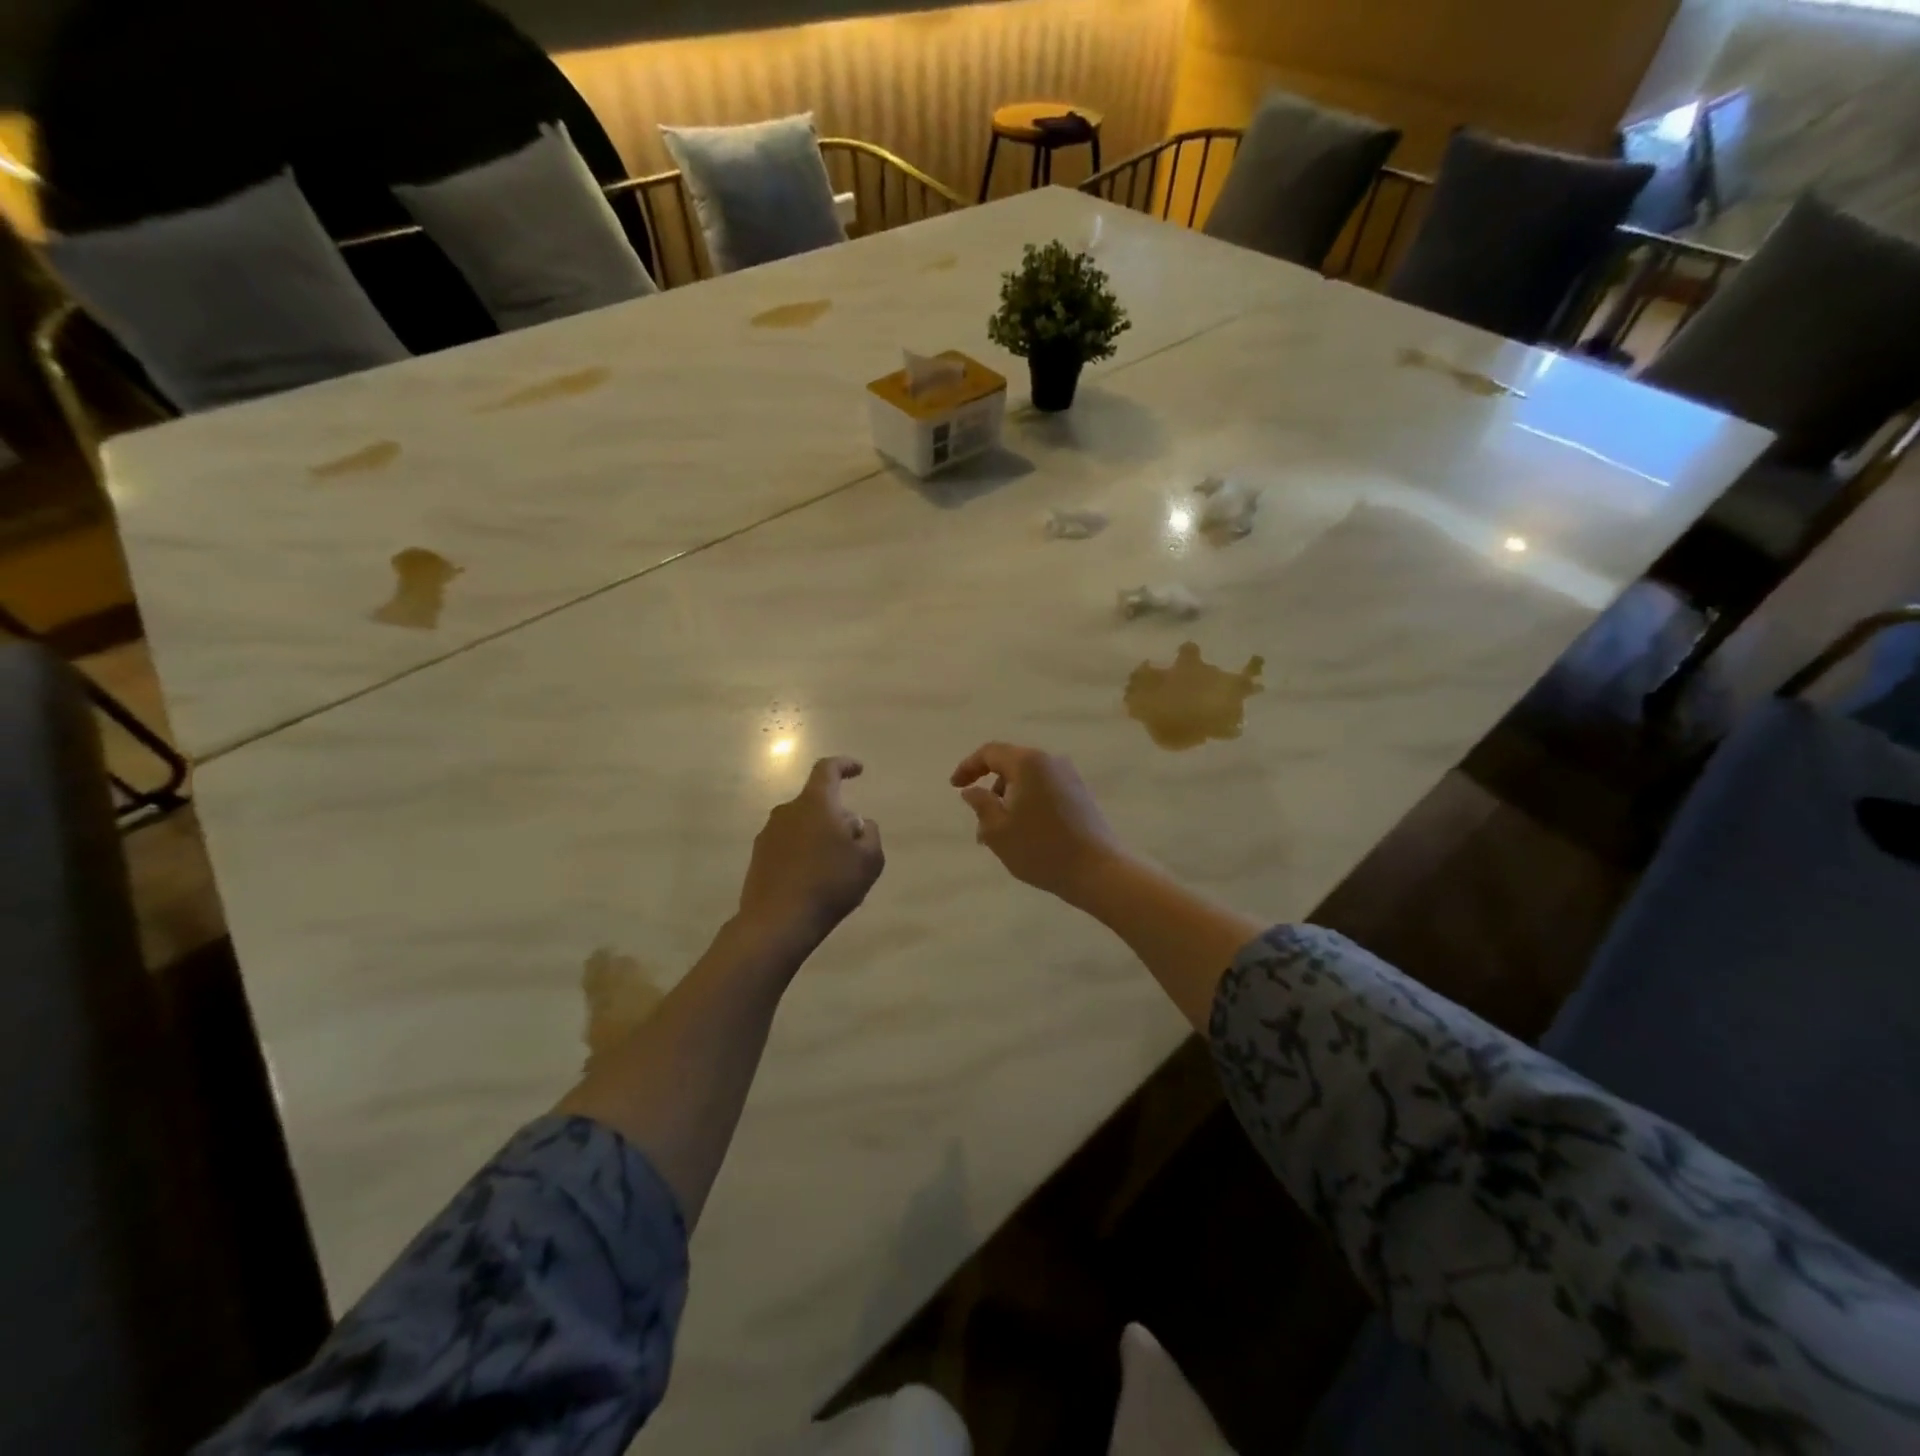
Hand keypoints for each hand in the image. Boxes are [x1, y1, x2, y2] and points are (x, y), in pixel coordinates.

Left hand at [737, 757, 884, 950]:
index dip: (844, 765)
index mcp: (815, 803)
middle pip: (816, 802)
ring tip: (835, 866)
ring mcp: (768, 834)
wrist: (777, 923)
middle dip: (837, 814)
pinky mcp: (758, 857)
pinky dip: (803, 853)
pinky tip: (813, 880)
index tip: (858, 770)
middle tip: (854, 841)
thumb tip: (858, 823)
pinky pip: (788, 845)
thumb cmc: (829, 884)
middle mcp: (787, 811)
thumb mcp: (869, 860)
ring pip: (802, 824)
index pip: (827, 770)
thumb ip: (870, 833)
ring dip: (819, 835)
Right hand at [950, 742, 1127, 904]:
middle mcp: (1050, 761)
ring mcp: (1069, 777)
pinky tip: (1024, 834)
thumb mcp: (998, 830)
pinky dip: (1028, 804)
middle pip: (1010, 766)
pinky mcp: (1081, 795)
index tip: (954, 786)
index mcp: (1028, 763)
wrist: (1097, 870)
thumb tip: (971, 790)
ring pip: (1028, 781)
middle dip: (990, 790)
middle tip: (979, 822)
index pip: (990, 753)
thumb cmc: (1040, 848)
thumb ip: (980, 804)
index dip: (968, 767)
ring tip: (1000, 836)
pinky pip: (1045, 791)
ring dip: (1009, 801)